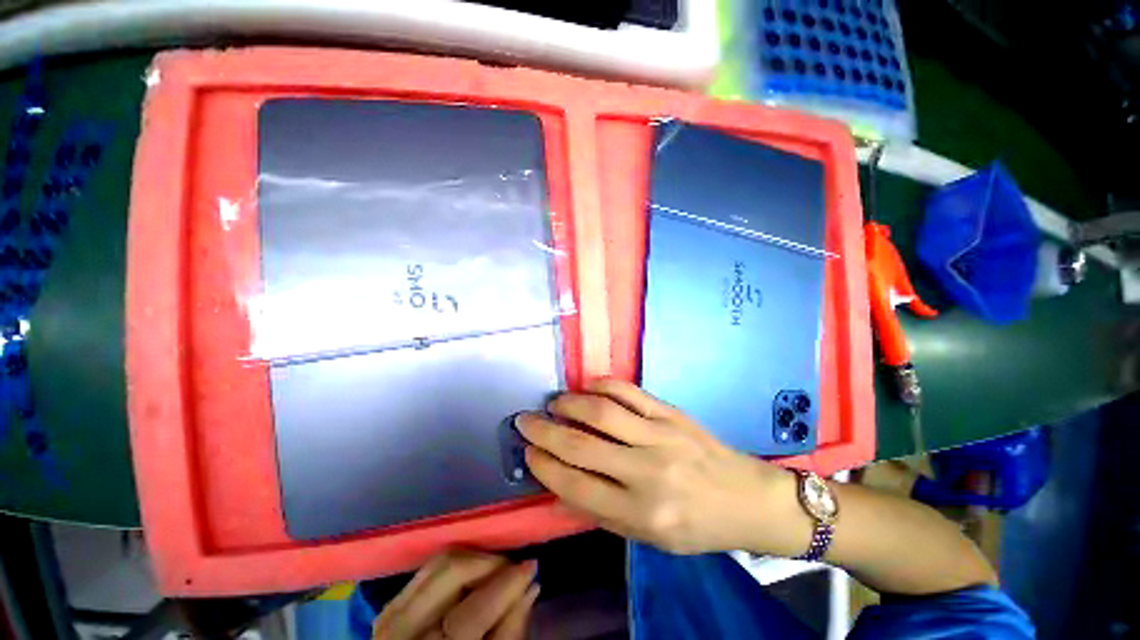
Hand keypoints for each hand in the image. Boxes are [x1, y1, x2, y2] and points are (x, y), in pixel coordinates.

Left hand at [374, 550, 539, 639]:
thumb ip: (510, 632)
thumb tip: (531, 586)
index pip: (474, 611)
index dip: (506, 583)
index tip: (532, 565)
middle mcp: (403, 633)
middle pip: (452, 572)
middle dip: (490, 562)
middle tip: (513, 567)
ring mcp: (391, 617)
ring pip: (439, 562)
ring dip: (474, 559)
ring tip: (495, 569)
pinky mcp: (389, 607)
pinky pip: (426, 569)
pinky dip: (454, 564)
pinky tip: (471, 574)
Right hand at [517, 379, 800, 554]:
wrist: (746, 499)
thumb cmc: (696, 526)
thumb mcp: (648, 537)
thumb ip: (603, 510)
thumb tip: (562, 480)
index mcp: (640, 514)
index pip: (576, 486)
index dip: (545, 465)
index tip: (528, 450)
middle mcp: (647, 472)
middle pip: (581, 445)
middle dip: (544, 430)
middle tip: (525, 419)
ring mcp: (661, 436)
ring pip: (602, 412)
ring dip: (569, 403)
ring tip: (554, 402)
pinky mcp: (672, 413)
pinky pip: (630, 392)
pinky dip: (602, 386)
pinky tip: (588, 387)